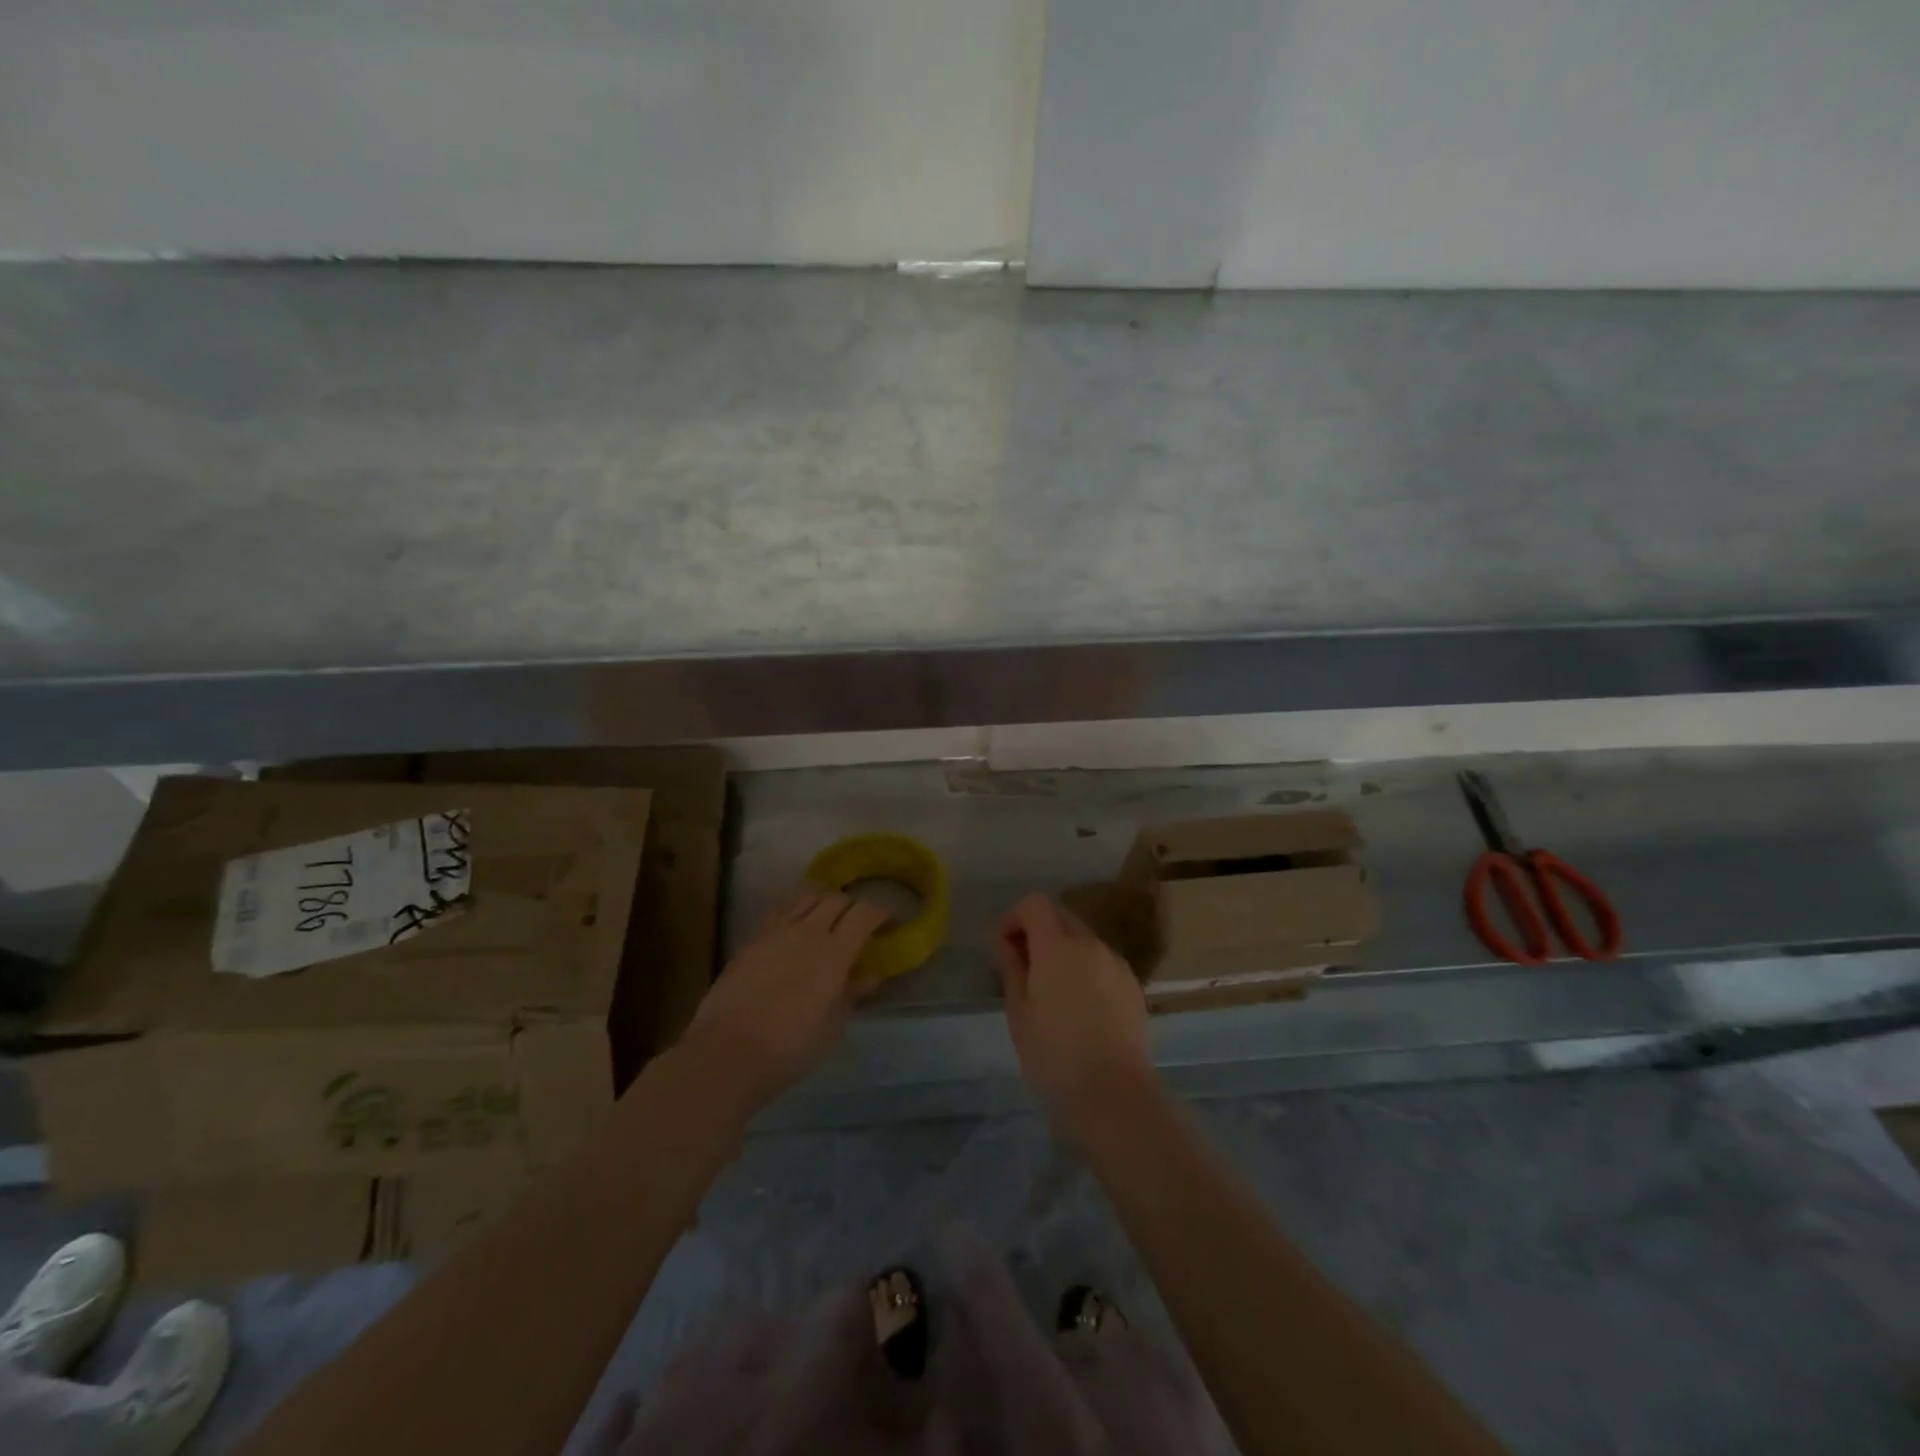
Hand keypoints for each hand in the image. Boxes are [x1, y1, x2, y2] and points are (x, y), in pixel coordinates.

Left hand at [683, 888, 888, 1104]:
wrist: (727, 1053)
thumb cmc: (790, 1047)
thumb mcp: (832, 1026)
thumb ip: (852, 993)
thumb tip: (869, 975)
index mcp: (834, 951)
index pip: (866, 913)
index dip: (882, 913)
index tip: (890, 925)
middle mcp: (807, 931)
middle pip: (836, 899)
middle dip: (853, 907)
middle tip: (858, 927)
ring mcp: (776, 931)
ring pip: (806, 898)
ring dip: (824, 903)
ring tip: (827, 921)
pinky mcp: (752, 939)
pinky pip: (780, 910)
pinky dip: (796, 910)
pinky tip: (796, 928)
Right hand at [992, 894, 1156, 1133]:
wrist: (1114, 1094)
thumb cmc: (1054, 1056)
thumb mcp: (1019, 1013)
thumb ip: (1011, 968)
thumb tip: (1005, 942)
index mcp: (1058, 947)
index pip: (1035, 904)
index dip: (1014, 916)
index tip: (1003, 945)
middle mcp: (1091, 945)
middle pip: (1061, 916)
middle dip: (1038, 931)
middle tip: (1022, 966)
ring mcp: (1116, 964)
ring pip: (1084, 940)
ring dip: (1063, 950)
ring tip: (1051, 990)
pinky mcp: (1133, 986)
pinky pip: (1102, 963)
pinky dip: (1085, 969)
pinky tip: (1080, 1006)